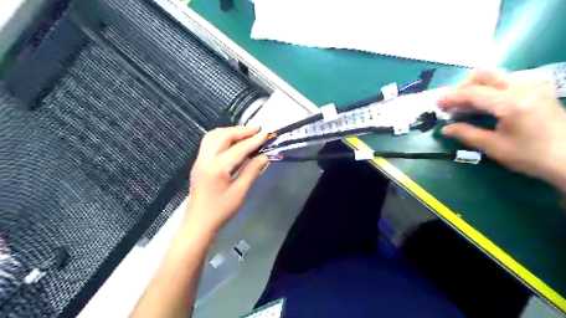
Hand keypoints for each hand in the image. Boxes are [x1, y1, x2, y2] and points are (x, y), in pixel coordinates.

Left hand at [184, 127, 267, 235]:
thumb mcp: (240, 191)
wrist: (199, 222)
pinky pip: (209, 141)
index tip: (266, 134)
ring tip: (246, 132)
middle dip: (241, 130)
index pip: (239, 148)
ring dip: (230, 131)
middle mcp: (206, 158)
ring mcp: (200, 159)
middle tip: (257, 129)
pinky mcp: (199, 162)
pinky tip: (232, 140)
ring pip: (214, 135)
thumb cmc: (221, 210)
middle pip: (223, 136)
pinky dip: (222, 136)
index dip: (254, 140)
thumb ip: (252, 170)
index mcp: (217, 167)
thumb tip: (264, 156)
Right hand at [442, 69, 565, 184]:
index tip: (436, 104)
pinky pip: (508, 81)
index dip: (451, 97)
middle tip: (451, 101)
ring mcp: (533, 87)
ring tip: (464, 103)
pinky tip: (484, 103)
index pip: (473, 92)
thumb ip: (466, 134)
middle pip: (486, 74)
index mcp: (511, 103)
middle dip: (463, 85)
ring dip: (476, 85)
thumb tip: (445, 129)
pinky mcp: (538, 91)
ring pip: (497, 75)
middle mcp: (523, 88)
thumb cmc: (531, 156)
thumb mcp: (494, 147)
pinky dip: (490, 88)